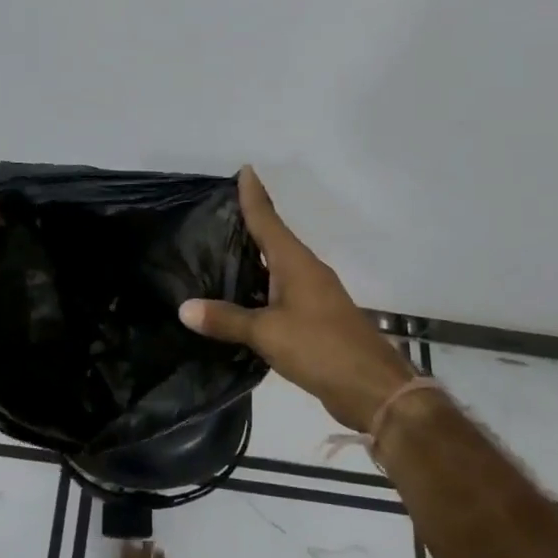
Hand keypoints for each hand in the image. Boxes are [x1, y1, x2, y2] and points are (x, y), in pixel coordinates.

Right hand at [179, 167, 416, 432]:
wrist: (372, 388)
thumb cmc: (320, 348)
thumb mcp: (267, 333)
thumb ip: (226, 320)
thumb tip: (184, 307)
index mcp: (296, 263)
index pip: (269, 220)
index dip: (254, 196)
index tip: (245, 170)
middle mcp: (307, 271)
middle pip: (275, 239)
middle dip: (251, 223)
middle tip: (219, 212)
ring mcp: (315, 295)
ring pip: (279, 267)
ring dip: (256, 257)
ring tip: (222, 251)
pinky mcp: (316, 319)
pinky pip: (283, 291)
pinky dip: (262, 287)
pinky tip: (244, 297)